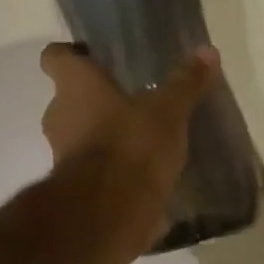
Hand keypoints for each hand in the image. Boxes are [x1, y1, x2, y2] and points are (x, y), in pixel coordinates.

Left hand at [39, 42, 217, 259]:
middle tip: (133, 101)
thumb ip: (186, 83)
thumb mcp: (169, 111)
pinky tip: (145, 174)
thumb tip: (208, 51)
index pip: (56, 57)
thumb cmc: (133, 146)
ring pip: (83, 137)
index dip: (72, 55)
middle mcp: (60, 117)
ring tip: (145, 140)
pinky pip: (96, 172)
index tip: (94, 59)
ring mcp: (64, 156)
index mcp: (75, 87)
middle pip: (70, 99)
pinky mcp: (78, 190)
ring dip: (107, 138)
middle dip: (97, 101)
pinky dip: (115, 171)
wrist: (110, 213)